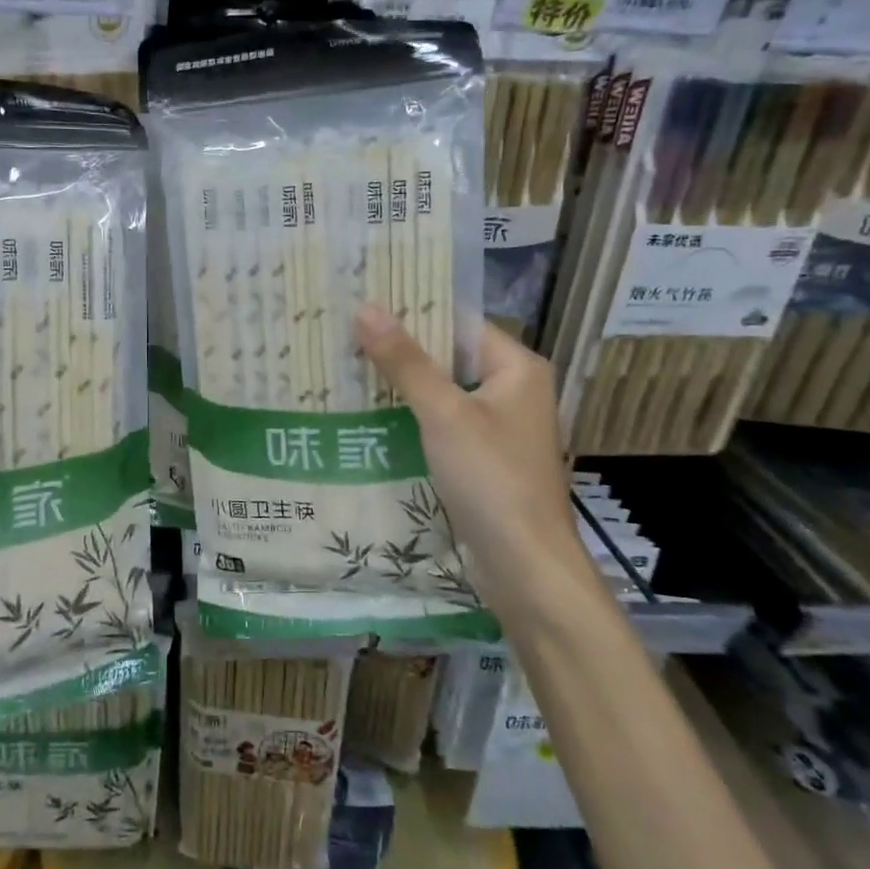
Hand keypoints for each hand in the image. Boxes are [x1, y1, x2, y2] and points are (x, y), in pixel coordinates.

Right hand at [354, 306, 589, 592]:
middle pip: (449, 357)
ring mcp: (499, 427)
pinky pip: (443, 424)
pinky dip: (412, 418)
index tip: (363, 303)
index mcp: (517, 367)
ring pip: (443, 393)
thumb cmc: (491, 478)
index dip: (413, 311)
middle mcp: (513, 390)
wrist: (524, 565)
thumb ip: (405, 361)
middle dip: (401, 350)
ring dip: (403, 385)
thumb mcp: (444, 413)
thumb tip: (365, 307)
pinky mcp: (484, 459)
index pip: (458, 322)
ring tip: (347, 368)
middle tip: (345, 335)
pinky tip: (371, 415)